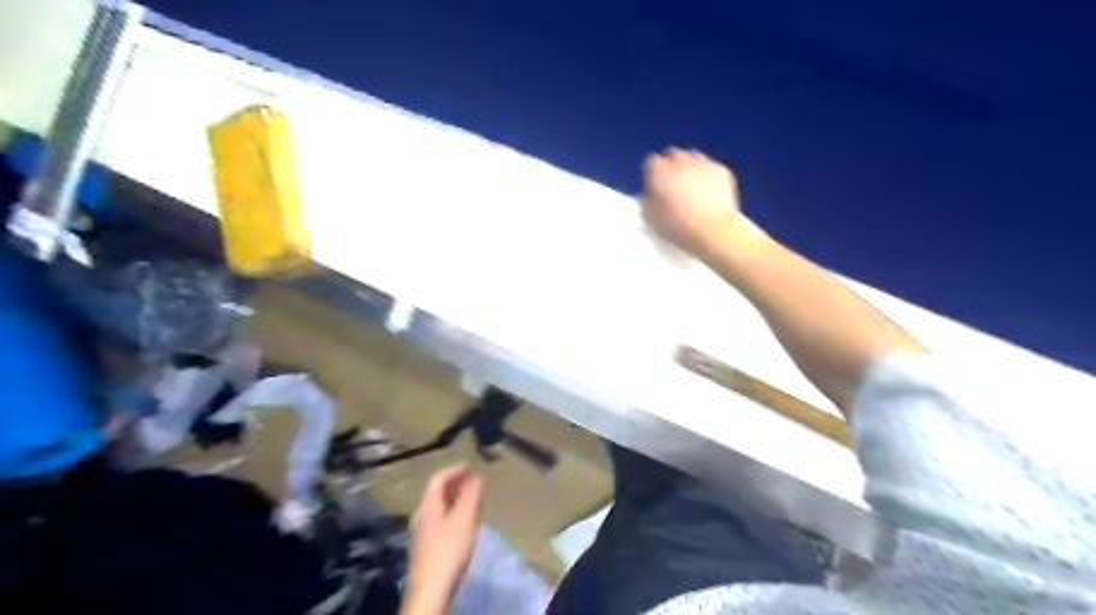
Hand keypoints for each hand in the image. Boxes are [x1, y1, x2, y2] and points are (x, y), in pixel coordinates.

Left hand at [402, 467, 483, 614]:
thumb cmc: (448, 548)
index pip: (438, 478)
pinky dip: (455, 515)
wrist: (431, 589)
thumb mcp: (465, 517)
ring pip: (441, 508)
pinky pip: (442, 522)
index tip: (470, 466)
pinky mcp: (428, 548)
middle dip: (457, 485)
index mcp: (428, 505)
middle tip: (474, 483)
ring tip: (474, 502)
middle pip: (438, 493)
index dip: (454, 469)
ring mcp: (423, 533)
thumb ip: (471, 494)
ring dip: (457, 501)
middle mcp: (422, 515)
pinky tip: (466, 525)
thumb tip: (476, 477)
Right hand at [644, 149, 748, 258]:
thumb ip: (648, 200)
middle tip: (673, 185)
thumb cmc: (677, 227)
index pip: (651, 162)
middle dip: (671, 166)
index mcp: (659, 172)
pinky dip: (707, 175)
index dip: (652, 174)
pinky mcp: (721, 170)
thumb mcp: (651, 218)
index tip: (654, 187)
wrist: (713, 230)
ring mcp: (703, 163)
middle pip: (673, 155)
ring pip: (693, 157)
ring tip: (692, 186)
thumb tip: (651, 193)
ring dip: (690, 167)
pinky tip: (709, 191)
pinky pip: (710, 167)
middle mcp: (680, 161)